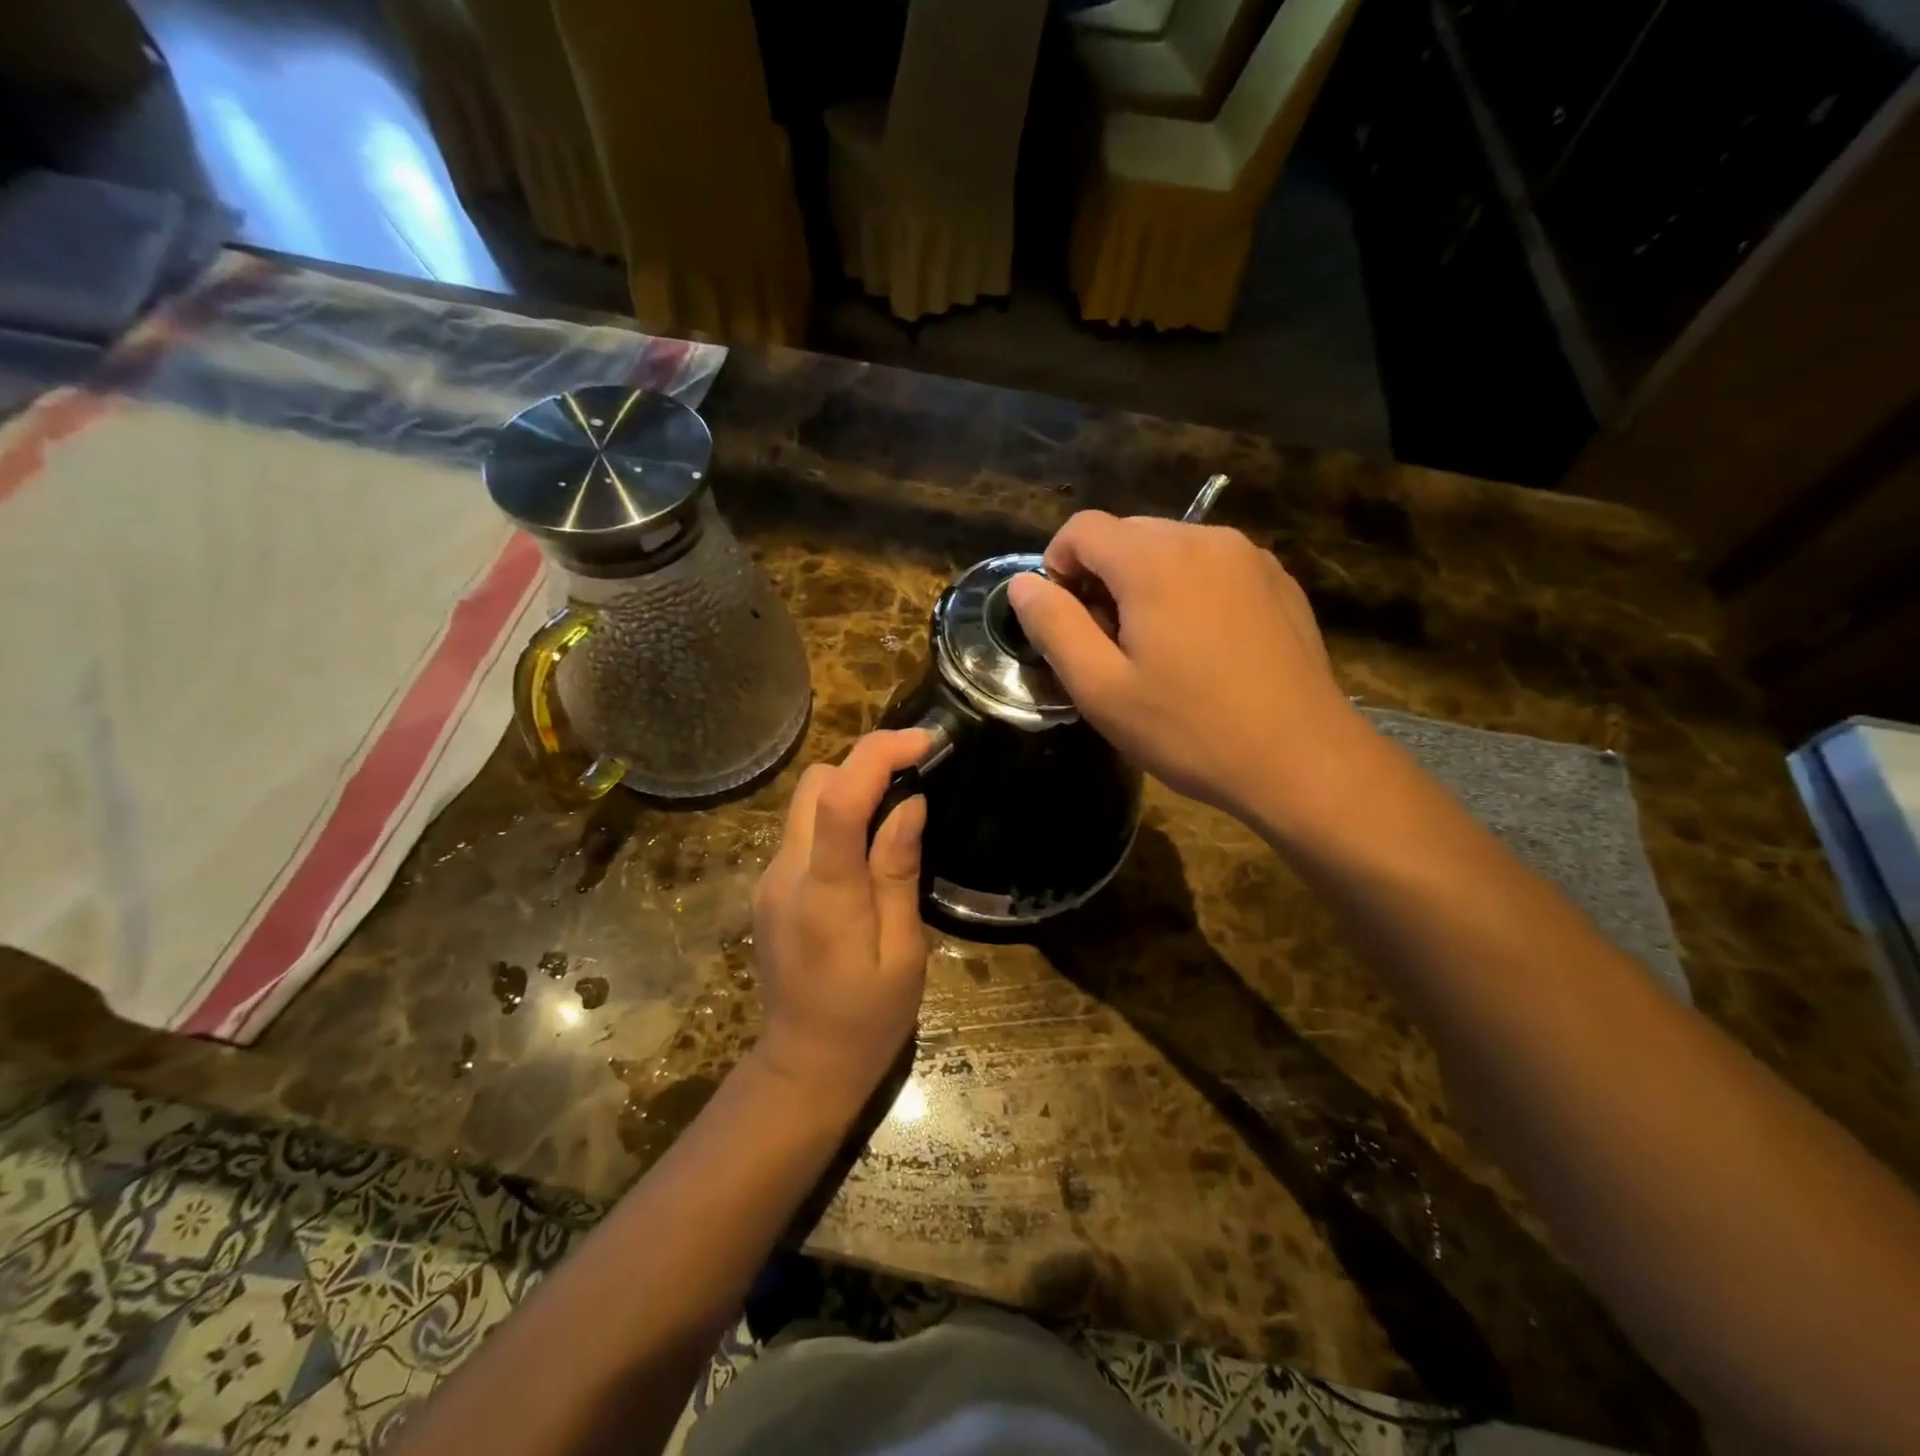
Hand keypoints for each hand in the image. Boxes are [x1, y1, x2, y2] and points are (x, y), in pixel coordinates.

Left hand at [750, 730, 930, 1111]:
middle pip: (814, 784)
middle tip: (916, 774)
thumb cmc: (868, 1018)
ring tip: (898, 807)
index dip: (878, 755)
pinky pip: (803, 830)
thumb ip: (898, 872)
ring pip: (805, 802)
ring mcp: (769, 879)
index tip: (925, 740)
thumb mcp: (902, 952)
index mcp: (825, 893)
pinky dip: (836, 817)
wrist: (804, 1065)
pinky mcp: (769, 888)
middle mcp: (785, 873)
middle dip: (864, 765)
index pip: (839, 800)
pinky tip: (868, 845)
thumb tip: (908, 804)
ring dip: (850, 788)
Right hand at [1006, 511, 1367, 833]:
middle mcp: (1204, 539)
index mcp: (1154, 560)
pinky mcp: (1278, 582)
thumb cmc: (1188, 728)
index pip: (1083, 528)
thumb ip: (1053, 626)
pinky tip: (1203, 648)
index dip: (1057, 566)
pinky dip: (1189, 591)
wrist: (1301, 760)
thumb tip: (1023, 584)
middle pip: (1127, 534)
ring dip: (1145, 584)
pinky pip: (1213, 567)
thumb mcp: (1100, 689)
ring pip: (1172, 549)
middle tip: (1108, 645)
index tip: (1065, 621)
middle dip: (1102, 578)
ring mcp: (1249, 557)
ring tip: (1157, 649)